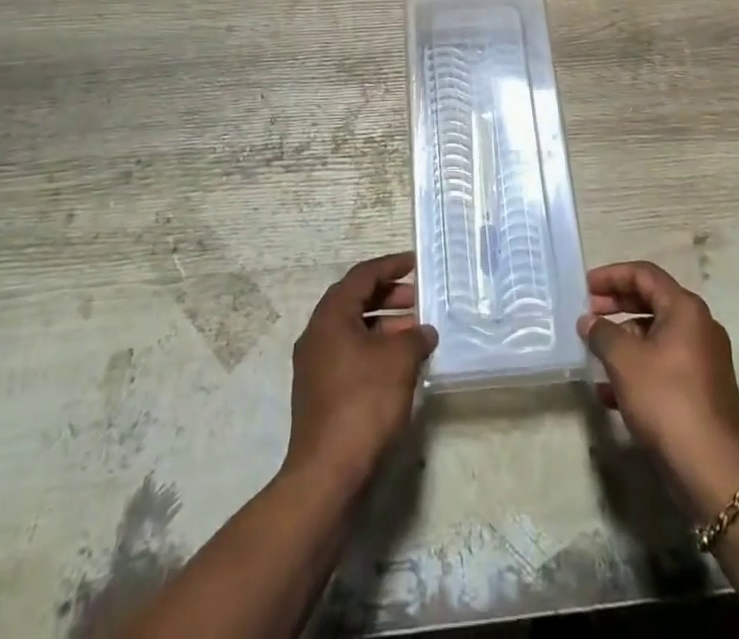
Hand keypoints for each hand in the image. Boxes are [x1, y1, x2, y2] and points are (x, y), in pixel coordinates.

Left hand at [283, 252, 437, 497]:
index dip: (390, 266)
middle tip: (417, 300)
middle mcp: (317, 334)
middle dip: (387, 296)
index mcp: (330, 316)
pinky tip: (399, 364)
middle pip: (354, 300)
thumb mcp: (399, 361)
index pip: (362, 276)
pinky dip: (374, 349)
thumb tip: (423, 331)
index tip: (414, 264)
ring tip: (415, 333)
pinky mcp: (320, 393)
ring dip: (383, 325)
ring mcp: (315, 366)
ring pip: (352, 330)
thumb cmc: (364, 404)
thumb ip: (415, 337)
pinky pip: (349, 354)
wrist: (328, 474)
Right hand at [579, 261, 738, 521]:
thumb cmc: (666, 401)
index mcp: (685, 309)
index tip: (585, 287)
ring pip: (657, 336)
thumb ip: (602, 333)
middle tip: (588, 315)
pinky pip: (665, 365)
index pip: (644, 274)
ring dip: (624, 341)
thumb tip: (589, 321)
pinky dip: (638, 368)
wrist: (713, 471)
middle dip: (616, 306)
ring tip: (595, 355)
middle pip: (652, 302)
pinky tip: (610, 393)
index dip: (612, 275)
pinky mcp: (703, 389)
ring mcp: (705, 359)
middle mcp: (700, 326)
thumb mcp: (624, 362)